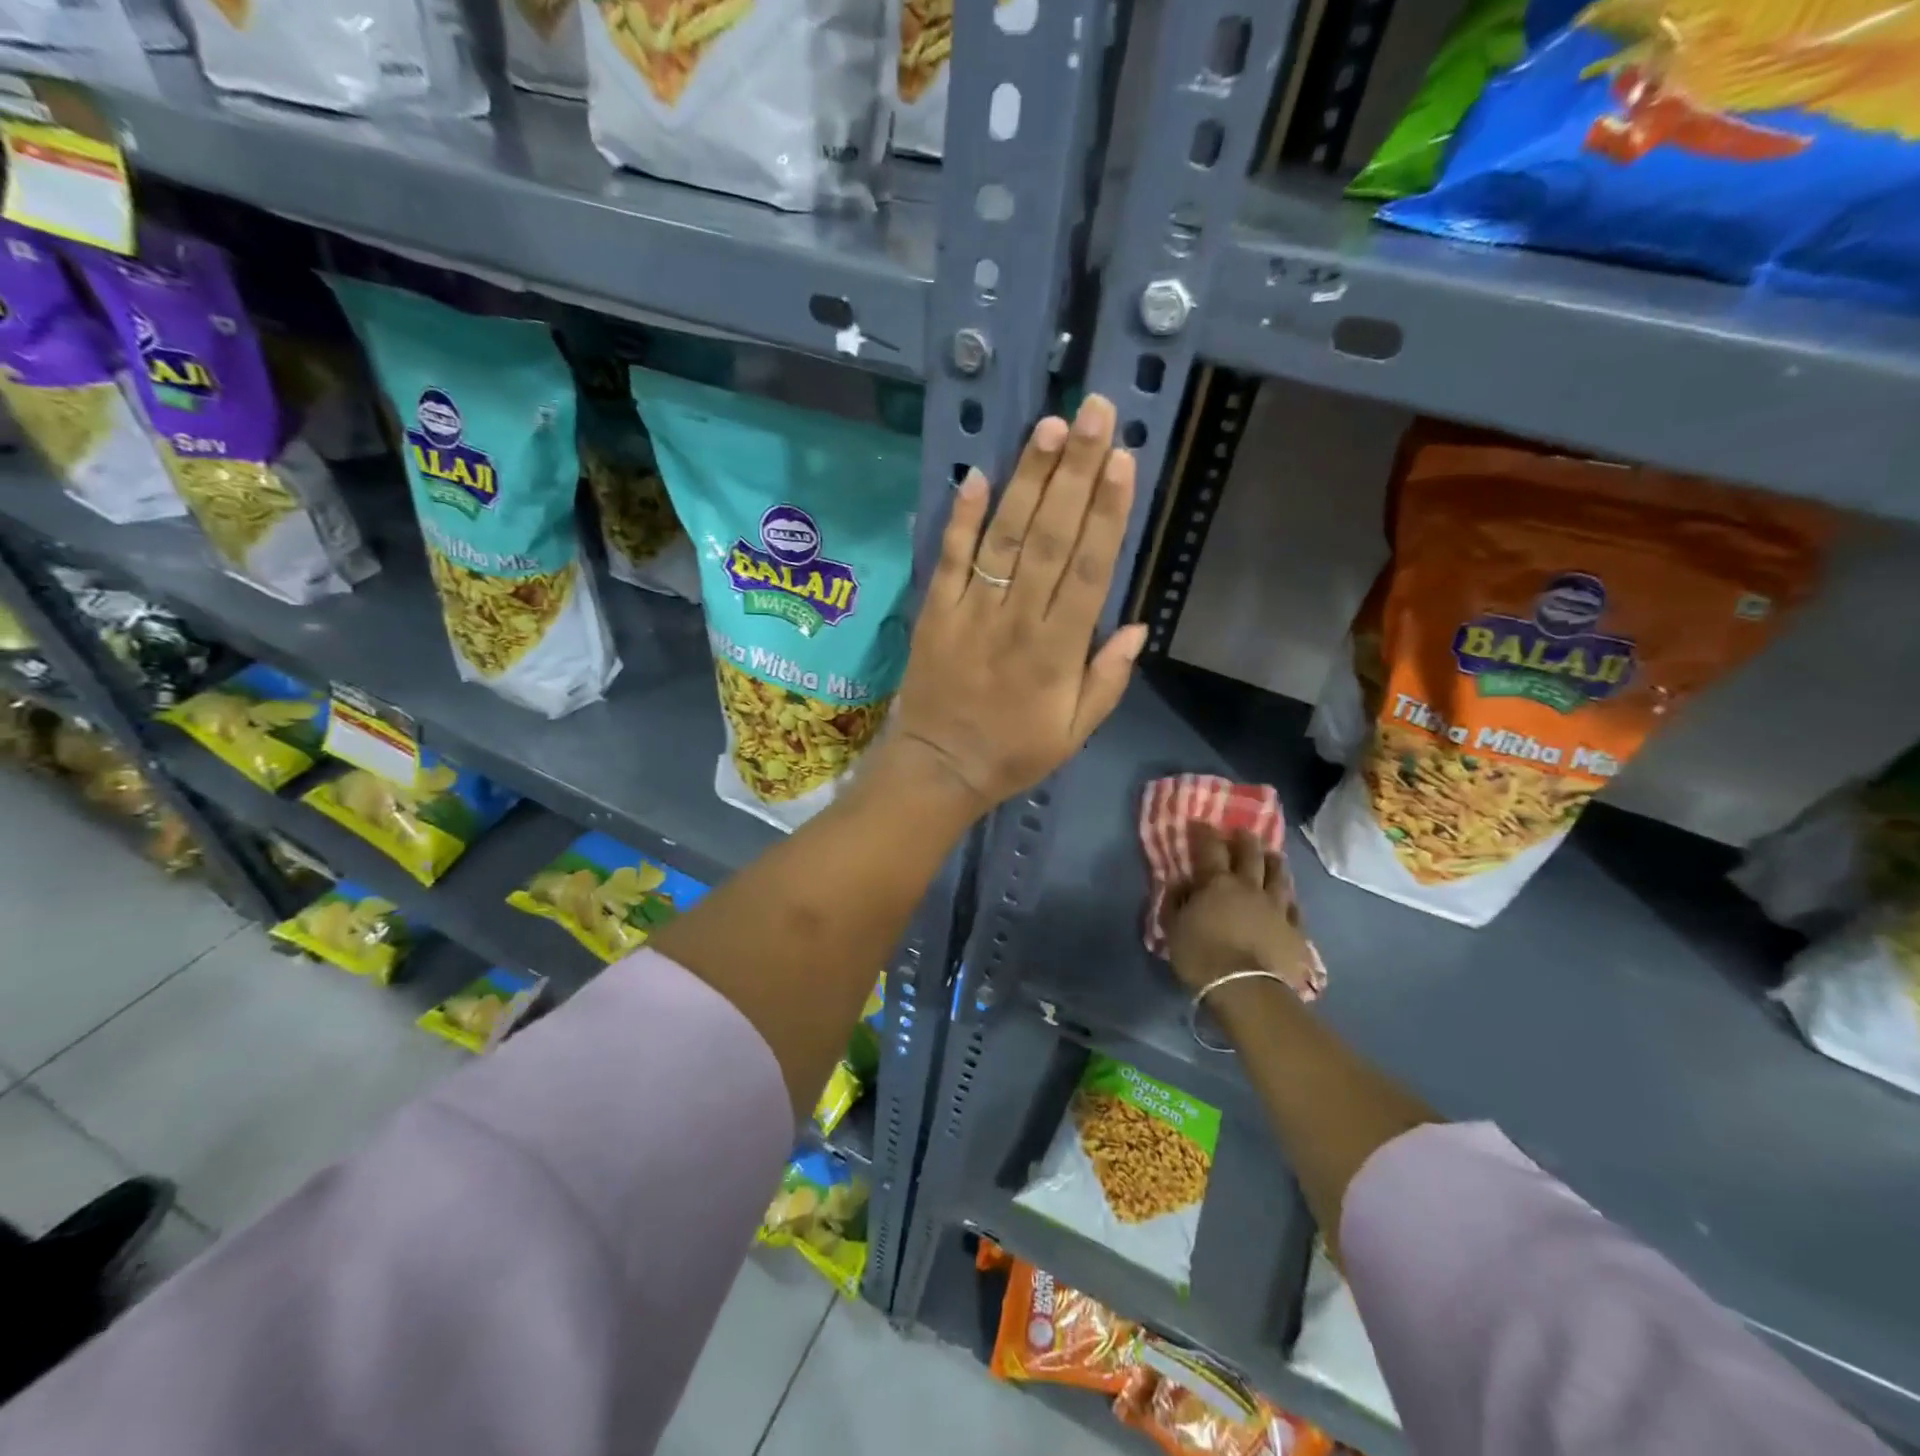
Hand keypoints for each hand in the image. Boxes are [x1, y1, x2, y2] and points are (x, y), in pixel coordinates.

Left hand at [886, 395, 1148, 815]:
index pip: (1089, 569)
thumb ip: (1107, 679)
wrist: (938, 768)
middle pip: (1050, 537)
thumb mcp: (1074, 732)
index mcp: (1058, 651)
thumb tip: (1137, 626)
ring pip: (1004, 537)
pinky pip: (949, 559)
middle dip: (1073, 472)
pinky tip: (978, 474)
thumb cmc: (1014, 752)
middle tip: (1092, 413)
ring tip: (1047, 428)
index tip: (1122, 459)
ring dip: (1026, 481)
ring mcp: (972, 611)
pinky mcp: (936, 611)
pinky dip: (961, 518)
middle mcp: (1018, 620)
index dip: (1107, 513)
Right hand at [1165, 824, 1315, 994]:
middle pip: (1251, 856)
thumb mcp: (1174, 928)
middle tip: (1243, 833)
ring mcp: (1277, 908)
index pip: (1210, 849)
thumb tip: (1181, 883)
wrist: (1246, 989)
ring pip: (1279, 877)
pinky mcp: (1296, 931)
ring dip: (1274, 863)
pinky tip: (1290, 898)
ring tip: (1273, 856)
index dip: (1205, 833)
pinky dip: (1290, 899)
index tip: (1202, 823)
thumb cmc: (1201, 955)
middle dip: (1245, 841)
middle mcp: (1249, 888)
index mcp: (1217, 883)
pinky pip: (1295, 908)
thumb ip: (1176, 901)